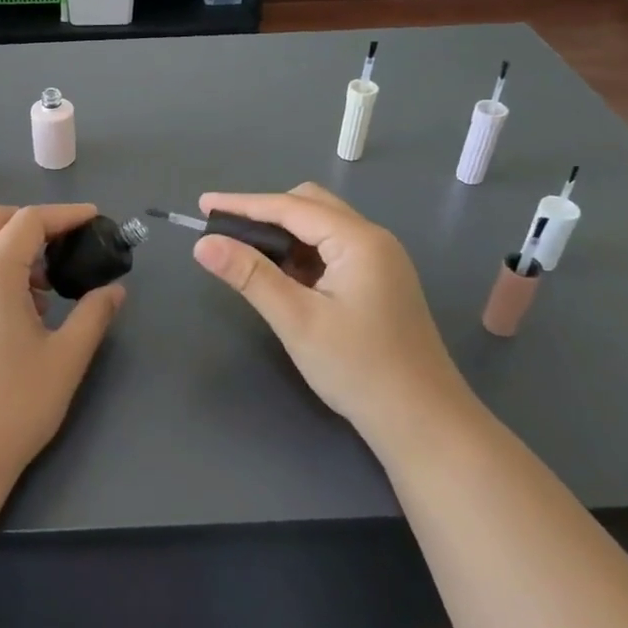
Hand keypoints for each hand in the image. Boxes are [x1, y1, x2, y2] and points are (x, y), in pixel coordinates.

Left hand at [0, 204, 124, 494]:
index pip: (29, 221)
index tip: (95, 219)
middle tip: (68, 244)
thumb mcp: (65, 359)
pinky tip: (19, 308)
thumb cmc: (13, 407)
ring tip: (47, 284)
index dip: (65, 215)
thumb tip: (113, 290)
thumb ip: (93, 315)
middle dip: (34, 222)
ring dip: (12, 245)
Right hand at [192, 185, 470, 445]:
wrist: (424, 423)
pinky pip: (333, 250)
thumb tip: (203, 244)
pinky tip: (283, 278)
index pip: (290, 207)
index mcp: (358, 240)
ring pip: (322, 227)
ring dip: (284, 234)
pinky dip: (303, 254)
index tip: (204, 204)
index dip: (243, 204)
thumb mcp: (297, 320)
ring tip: (246, 255)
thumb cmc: (358, 369)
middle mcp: (373, 239)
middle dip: (265, 213)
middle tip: (225, 232)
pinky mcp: (380, 282)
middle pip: (310, 205)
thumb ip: (250, 276)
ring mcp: (381, 261)